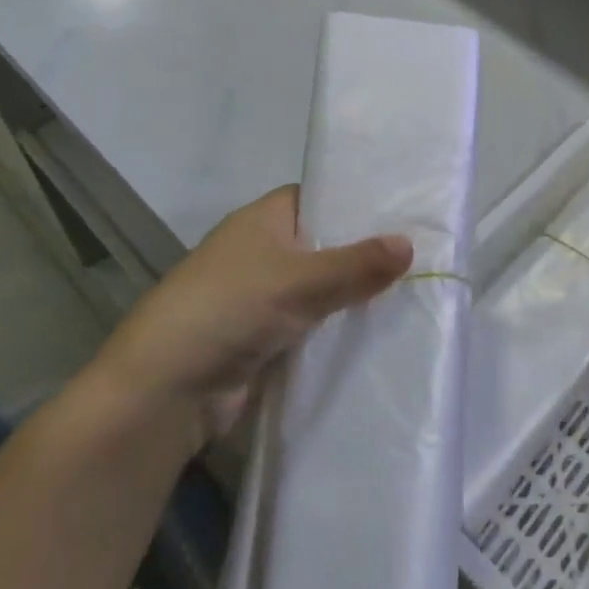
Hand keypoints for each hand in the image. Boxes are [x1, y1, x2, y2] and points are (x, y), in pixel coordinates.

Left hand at [94, 187, 411, 427]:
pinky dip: (337, 327)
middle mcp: (261, 251)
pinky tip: (381, 329)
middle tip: (423, 252)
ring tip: (416, 288)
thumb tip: (409, 244)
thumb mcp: (299, 281)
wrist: (165, 391)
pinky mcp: (264, 338)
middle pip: (324, 243)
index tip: (404, 209)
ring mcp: (261, 297)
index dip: (357, 200)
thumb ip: (356, 264)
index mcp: (262, 219)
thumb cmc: (228, 310)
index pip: (319, 196)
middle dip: (365, 251)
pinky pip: (312, 323)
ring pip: (321, 287)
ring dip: (354, 294)